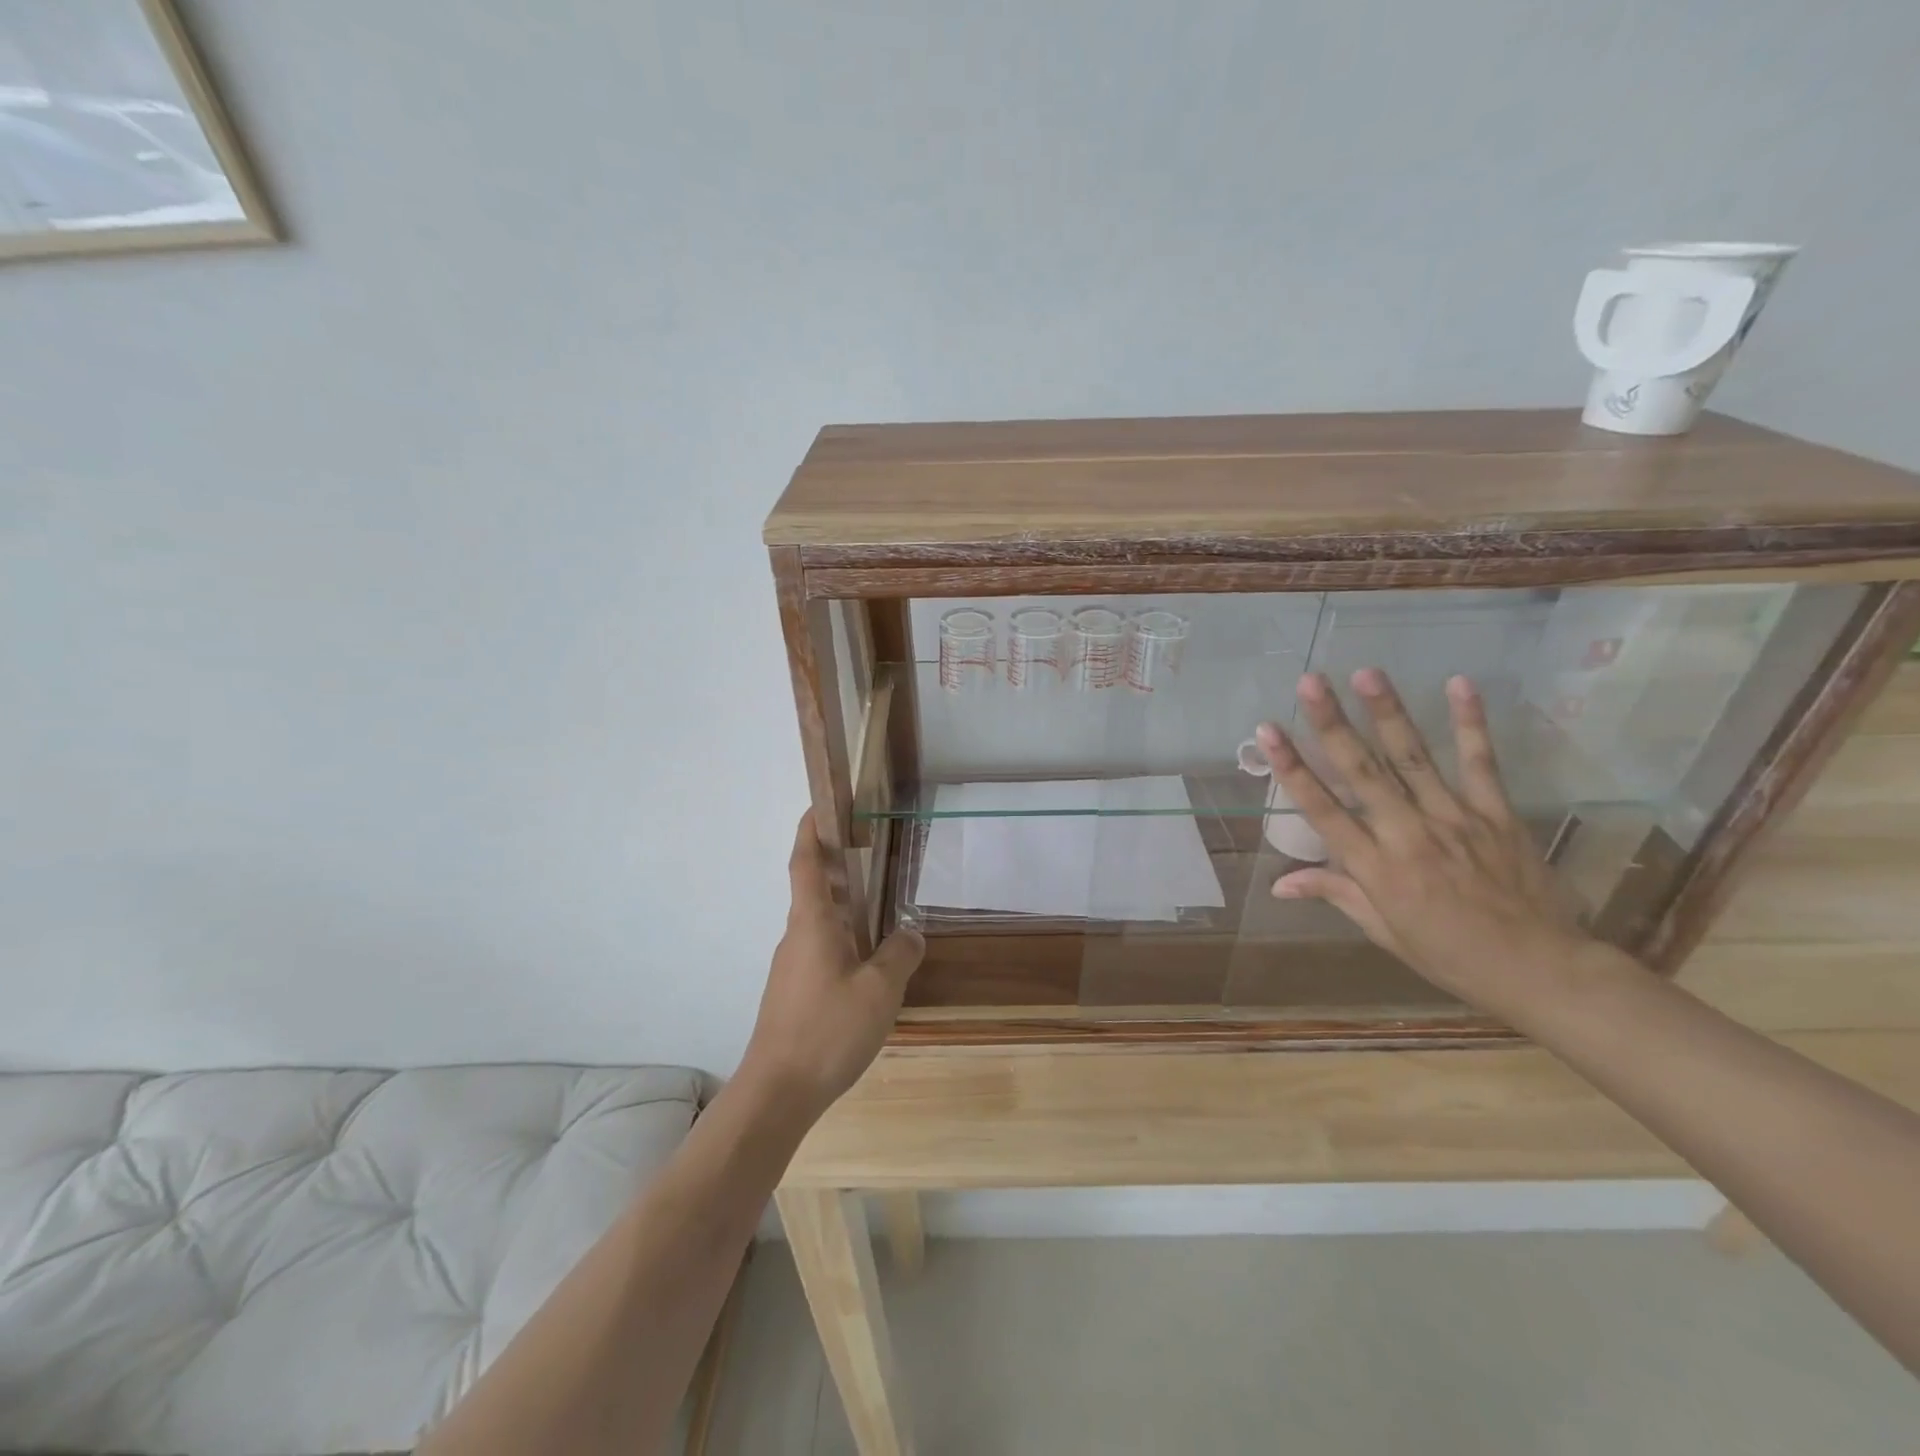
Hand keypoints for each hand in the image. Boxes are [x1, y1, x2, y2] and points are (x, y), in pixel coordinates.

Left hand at [738, 812, 923, 1121]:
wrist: (777, 1092)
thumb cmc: (827, 1029)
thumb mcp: (880, 990)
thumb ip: (900, 954)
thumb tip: (911, 933)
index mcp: (812, 922)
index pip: (805, 862)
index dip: (811, 830)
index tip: (821, 805)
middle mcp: (797, 936)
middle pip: (812, 888)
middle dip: (836, 864)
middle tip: (871, 850)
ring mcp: (792, 966)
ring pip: (819, 922)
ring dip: (843, 905)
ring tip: (881, 906)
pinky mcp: (794, 992)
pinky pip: (821, 950)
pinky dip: (843, 938)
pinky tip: (869, 963)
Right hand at [1255, 670, 1591, 1010]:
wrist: (1540, 969)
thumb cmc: (1449, 954)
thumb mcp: (1383, 931)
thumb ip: (1335, 893)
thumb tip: (1278, 884)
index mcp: (1376, 868)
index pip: (1322, 809)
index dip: (1292, 768)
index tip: (1269, 730)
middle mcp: (1408, 835)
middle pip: (1362, 772)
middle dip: (1333, 723)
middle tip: (1310, 682)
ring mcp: (1455, 819)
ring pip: (1413, 758)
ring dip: (1388, 712)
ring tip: (1366, 672)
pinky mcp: (1496, 813)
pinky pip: (1481, 763)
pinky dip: (1470, 723)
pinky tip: (1459, 683)